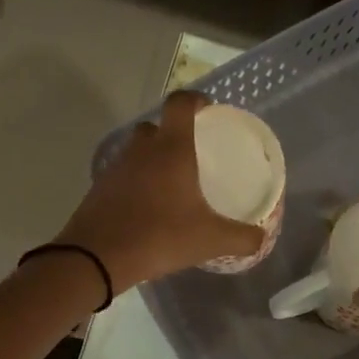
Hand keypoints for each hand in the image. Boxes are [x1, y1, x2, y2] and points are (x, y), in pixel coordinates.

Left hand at [53, 91, 265, 288]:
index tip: (208, 112)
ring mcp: (116, 168)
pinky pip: (122, 177)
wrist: (97, 257)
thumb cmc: (160, 237)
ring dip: (151, 161)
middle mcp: (141, 150)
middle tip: (191, 156)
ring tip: (170, 186)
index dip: (196, 101)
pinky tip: (146, 209)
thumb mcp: (209, 240)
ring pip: (136, 152)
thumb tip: (261, 239)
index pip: (181, 103)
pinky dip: (135, 185)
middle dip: (173, 135)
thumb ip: (241, 238)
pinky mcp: (99, 189)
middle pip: (156, 127)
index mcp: (171, 148)